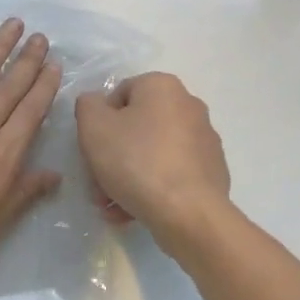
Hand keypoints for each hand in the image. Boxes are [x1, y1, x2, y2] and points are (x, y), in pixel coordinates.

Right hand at [74, 73, 231, 245]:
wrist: (188, 213)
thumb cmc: (136, 161)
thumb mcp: (93, 127)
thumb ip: (87, 105)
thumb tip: (95, 104)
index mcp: (162, 87)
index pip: (119, 95)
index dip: (98, 123)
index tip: (92, 150)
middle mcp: (188, 106)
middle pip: (136, 127)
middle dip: (112, 156)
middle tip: (98, 185)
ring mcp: (204, 140)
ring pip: (152, 153)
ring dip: (127, 176)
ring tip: (112, 206)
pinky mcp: (212, 171)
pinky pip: (172, 173)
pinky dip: (152, 187)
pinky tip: (135, 210)